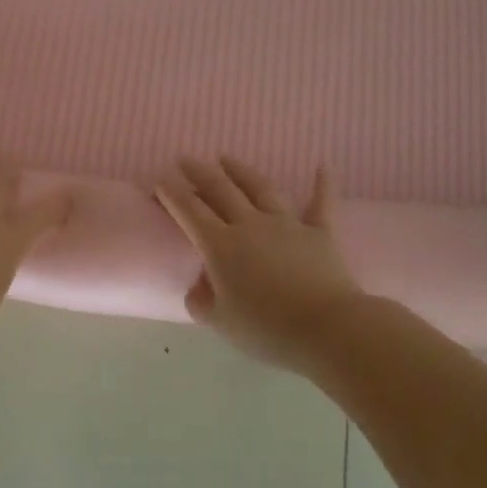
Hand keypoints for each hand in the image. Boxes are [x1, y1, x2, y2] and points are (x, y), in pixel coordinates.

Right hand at [156, 157, 366, 371]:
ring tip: (227, 158)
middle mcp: (251, 225)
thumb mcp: (219, 321)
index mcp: (221, 246)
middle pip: (221, 190)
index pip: (189, 212)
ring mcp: (287, 225)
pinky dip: (322, 184)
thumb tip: (200, 284)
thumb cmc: (266, 329)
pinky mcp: (320, 233)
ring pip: (260, 188)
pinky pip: (320, 204)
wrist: (326, 328)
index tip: (160, 182)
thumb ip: (201, 300)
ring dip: (241, 171)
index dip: (172, 195)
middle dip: (200, 173)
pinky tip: (323, 166)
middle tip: (185, 159)